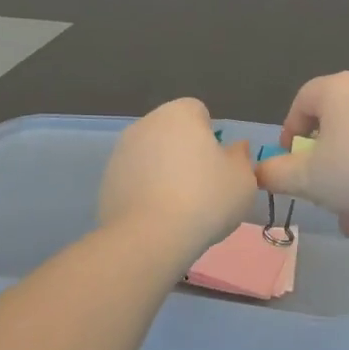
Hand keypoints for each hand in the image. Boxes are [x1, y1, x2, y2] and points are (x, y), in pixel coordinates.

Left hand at [99, 98, 257, 267]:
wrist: (149, 237)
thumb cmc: (205, 199)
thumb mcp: (242, 180)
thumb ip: (241, 158)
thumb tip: (236, 148)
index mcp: (179, 113)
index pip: (198, 112)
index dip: (210, 136)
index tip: (217, 165)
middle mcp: (147, 123)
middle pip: (172, 132)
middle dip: (185, 152)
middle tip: (202, 186)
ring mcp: (121, 151)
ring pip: (152, 155)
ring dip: (163, 171)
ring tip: (179, 207)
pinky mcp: (107, 179)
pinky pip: (135, 179)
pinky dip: (145, 191)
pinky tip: (156, 217)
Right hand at [254, 73, 348, 237]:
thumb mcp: (309, 177)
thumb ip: (279, 174)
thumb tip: (260, 172)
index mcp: (338, 89)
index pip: (303, 100)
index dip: (290, 131)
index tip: (288, 161)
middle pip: (333, 126)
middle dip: (322, 165)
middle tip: (316, 188)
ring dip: (348, 182)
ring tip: (344, 217)